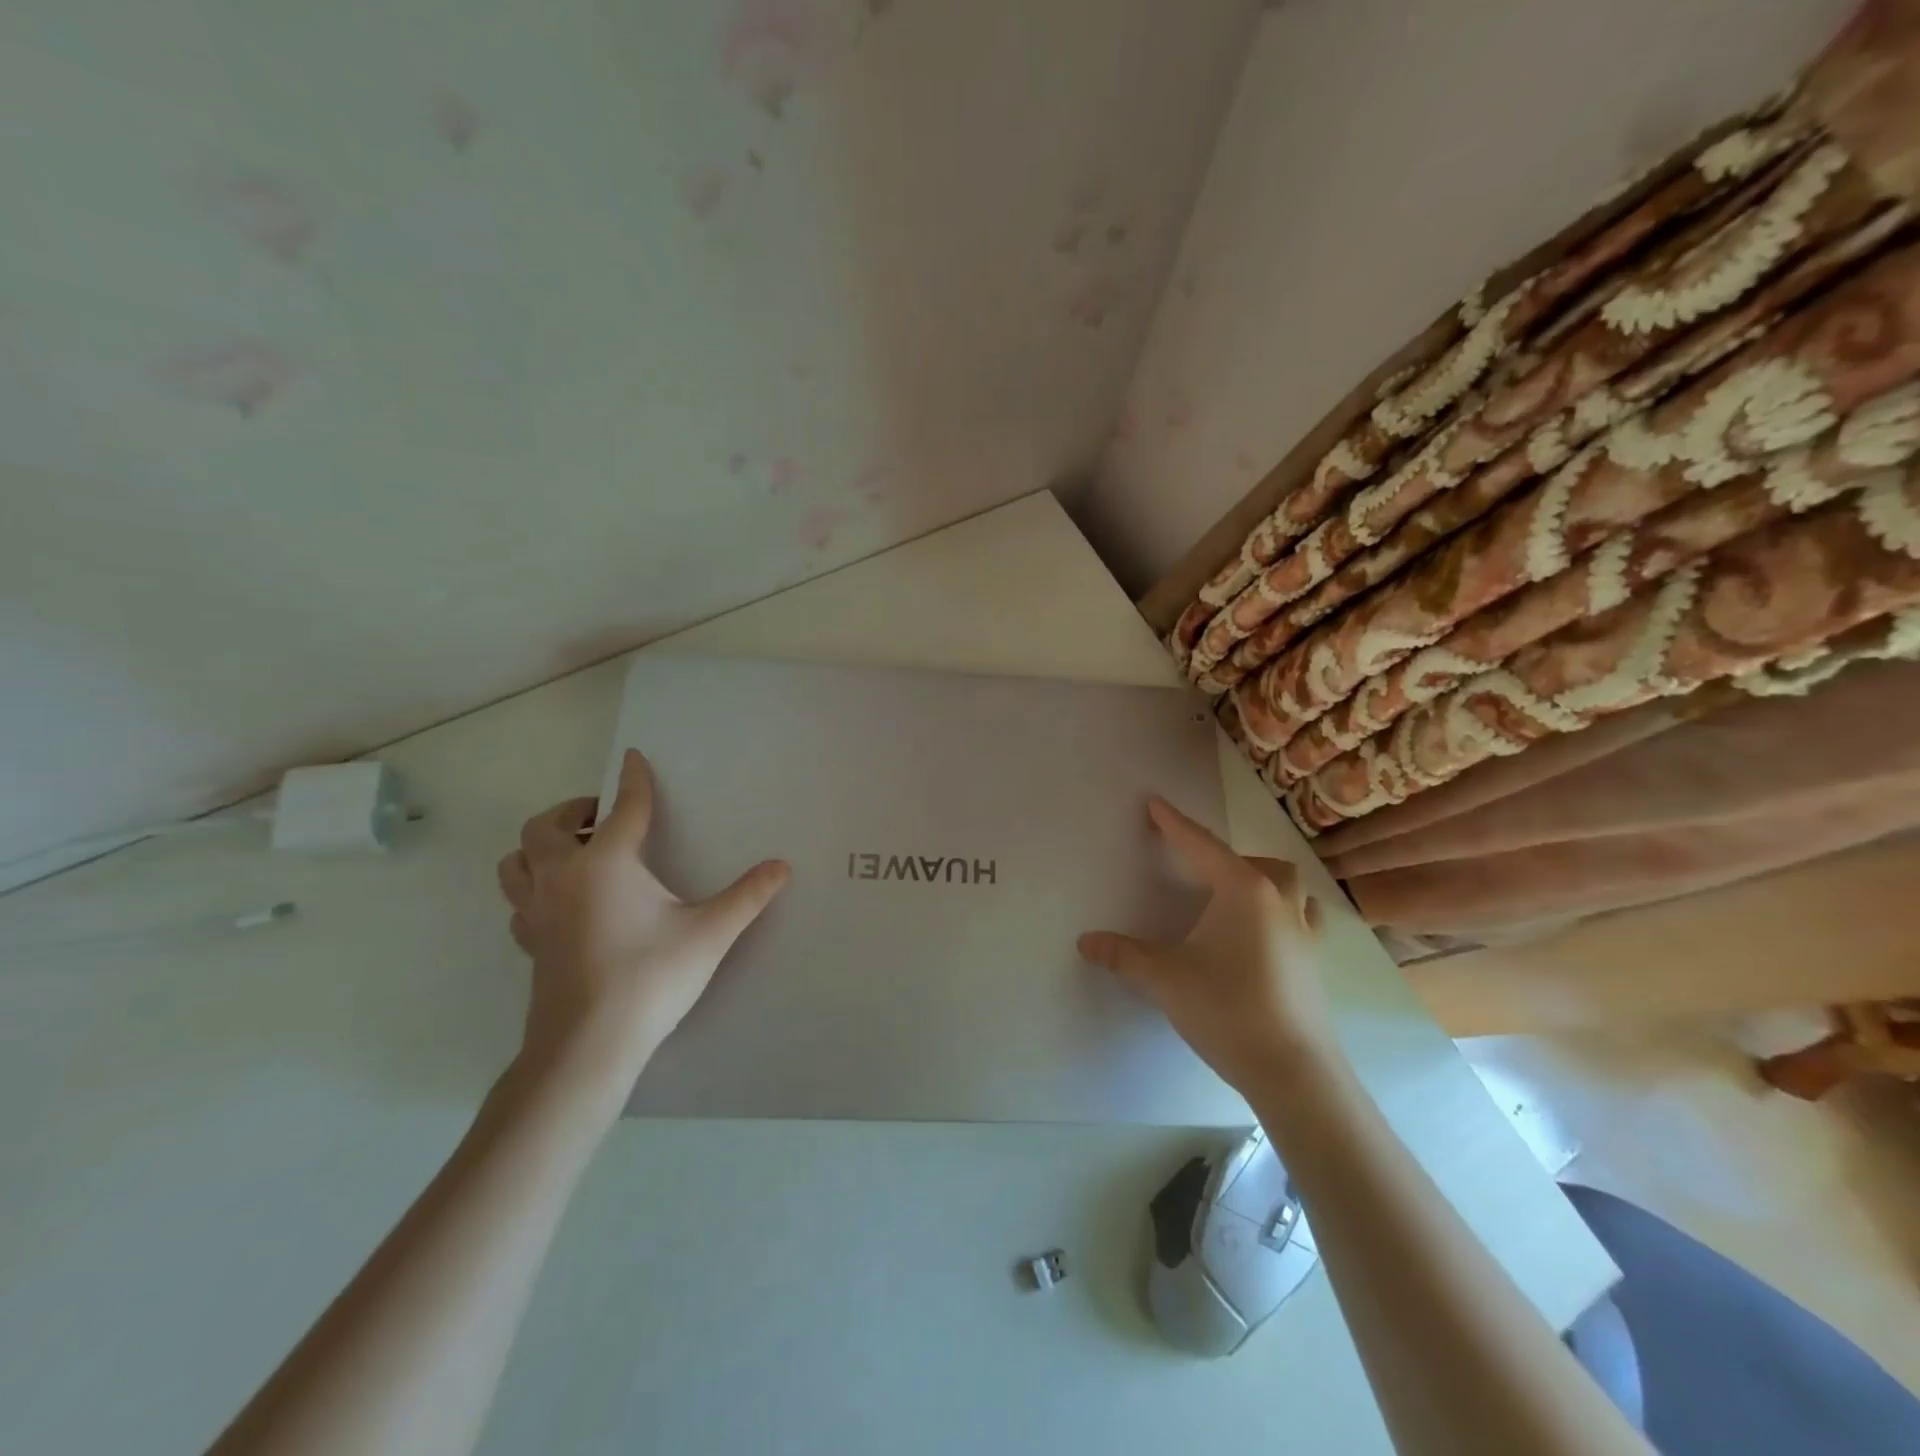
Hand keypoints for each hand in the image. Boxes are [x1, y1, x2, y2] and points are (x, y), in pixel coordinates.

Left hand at [496, 748, 789, 1111]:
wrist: (588, 1045)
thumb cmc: (650, 978)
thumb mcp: (709, 933)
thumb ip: (747, 896)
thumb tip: (782, 867)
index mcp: (605, 863)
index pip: (623, 807)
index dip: (634, 780)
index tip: (633, 757)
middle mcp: (563, 877)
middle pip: (545, 826)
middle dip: (572, 810)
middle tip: (602, 816)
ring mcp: (538, 911)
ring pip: (516, 861)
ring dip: (540, 846)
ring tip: (574, 852)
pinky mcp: (530, 943)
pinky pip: (520, 900)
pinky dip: (534, 887)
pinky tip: (563, 902)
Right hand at [1077, 796, 1331, 1096]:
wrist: (1292, 1069)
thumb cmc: (1226, 1009)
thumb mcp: (1164, 978)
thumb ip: (1123, 955)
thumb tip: (1085, 941)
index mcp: (1242, 891)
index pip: (1201, 846)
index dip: (1174, 824)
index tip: (1155, 804)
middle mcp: (1279, 901)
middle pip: (1257, 862)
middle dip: (1226, 858)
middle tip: (1198, 871)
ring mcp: (1304, 932)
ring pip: (1291, 886)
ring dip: (1264, 880)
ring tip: (1237, 897)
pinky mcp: (1315, 962)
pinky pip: (1304, 917)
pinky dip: (1285, 911)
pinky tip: (1267, 935)